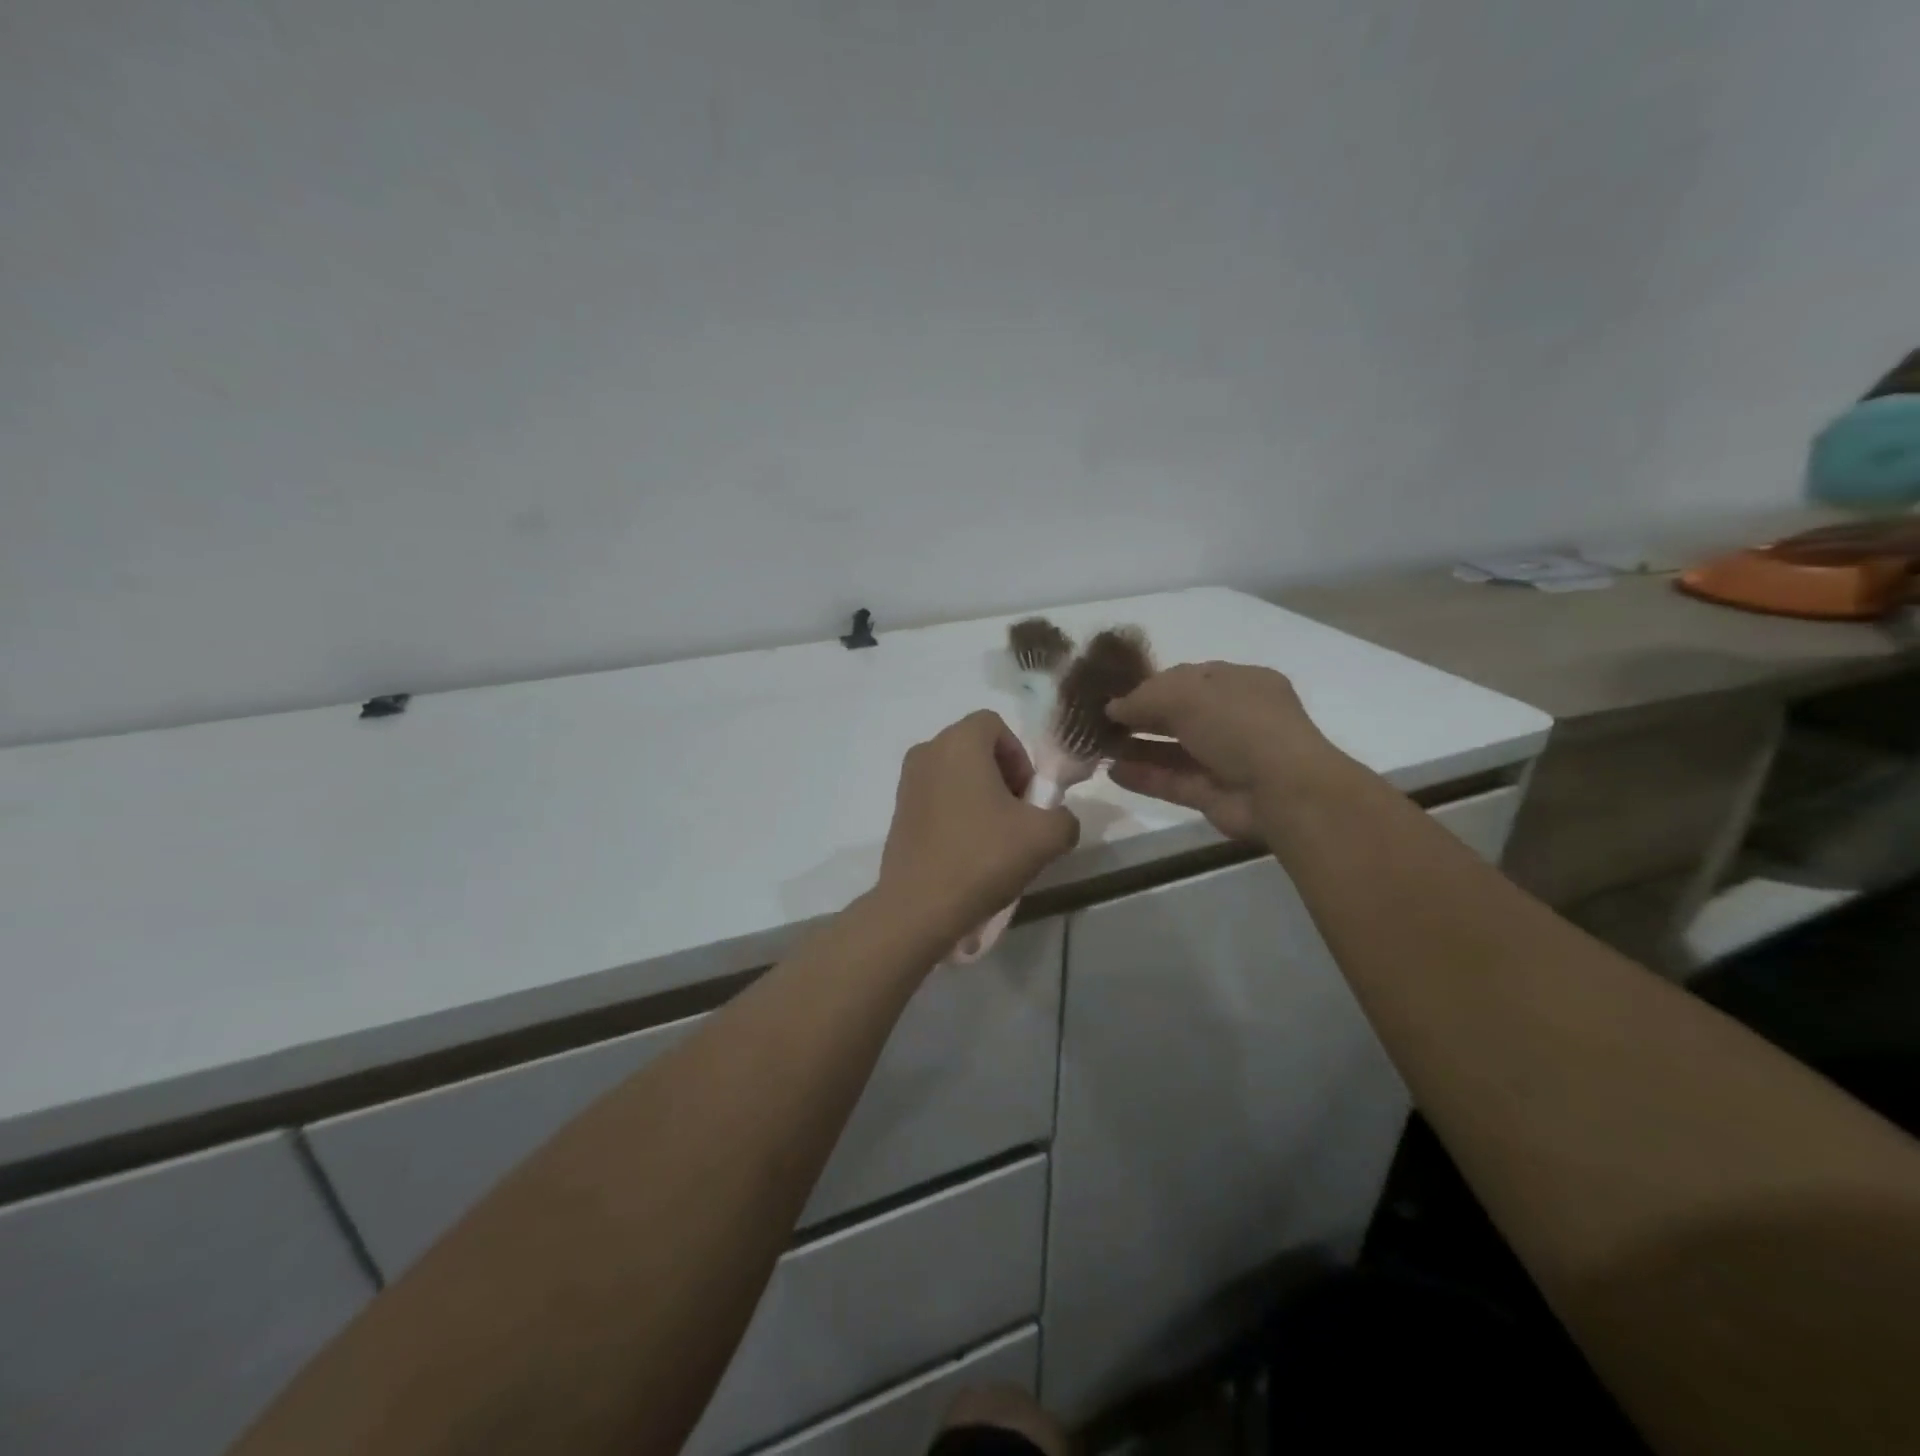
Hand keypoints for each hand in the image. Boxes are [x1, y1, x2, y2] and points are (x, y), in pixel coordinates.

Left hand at [876, 711, 1079, 940]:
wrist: (920, 907)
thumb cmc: (983, 857)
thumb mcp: (1046, 836)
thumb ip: (1064, 816)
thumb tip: (1055, 819)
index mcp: (959, 742)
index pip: (995, 724)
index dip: (1019, 755)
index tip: (1028, 796)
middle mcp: (927, 751)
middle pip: (975, 748)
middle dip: (1002, 776)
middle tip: (1017, 817)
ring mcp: (907, 782)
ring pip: (955, 774)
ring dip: (980, 796)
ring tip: (994, 838)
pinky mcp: (897, 811)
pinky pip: (937, 797)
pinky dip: (957, 812)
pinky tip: (968, 851)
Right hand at [1106, 662, 1338, 841]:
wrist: (1282, 790)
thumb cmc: (1239, 724)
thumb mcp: (1187, 694)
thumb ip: (1145, 697)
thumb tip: (1114, 707)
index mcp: (1241, 684)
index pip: (1189, 678)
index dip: (1151, 684)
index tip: (1115, 692)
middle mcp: (1235, 719)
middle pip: (1179, 714)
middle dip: (1141, 716)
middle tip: (1100, 719)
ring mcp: (1225, 759)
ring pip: (1173, 750)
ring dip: (1137, 746)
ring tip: (1098, 745)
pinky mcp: (1213, 795)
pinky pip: (1172, 781)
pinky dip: (1143, 776)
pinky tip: (1111, 771)